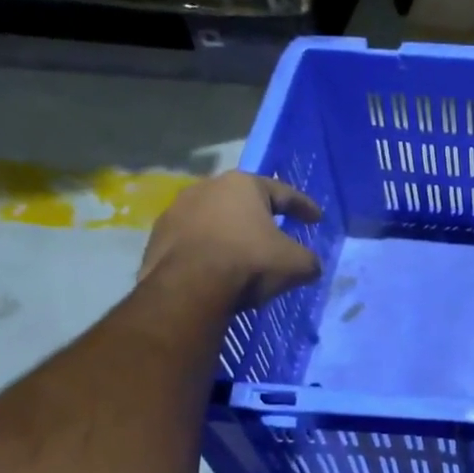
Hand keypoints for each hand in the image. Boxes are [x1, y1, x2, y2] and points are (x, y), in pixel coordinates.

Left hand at [139, 172, 323, 309]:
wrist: (189, 288)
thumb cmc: (249, 262)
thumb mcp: (296, 264)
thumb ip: (309, 260)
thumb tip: (310, 266)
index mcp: (243, 184)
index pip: (283, 192)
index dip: (304, 207)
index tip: (317, 219)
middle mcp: (207, 187)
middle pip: (243, 202)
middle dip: (261, 217)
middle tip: (276, 233)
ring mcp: (176, 211)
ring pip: (214, 220)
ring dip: (229, 234)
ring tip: (242, 254)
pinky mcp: (156, 237)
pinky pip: (192, 242)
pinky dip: (207, 251)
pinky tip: (215, 269)